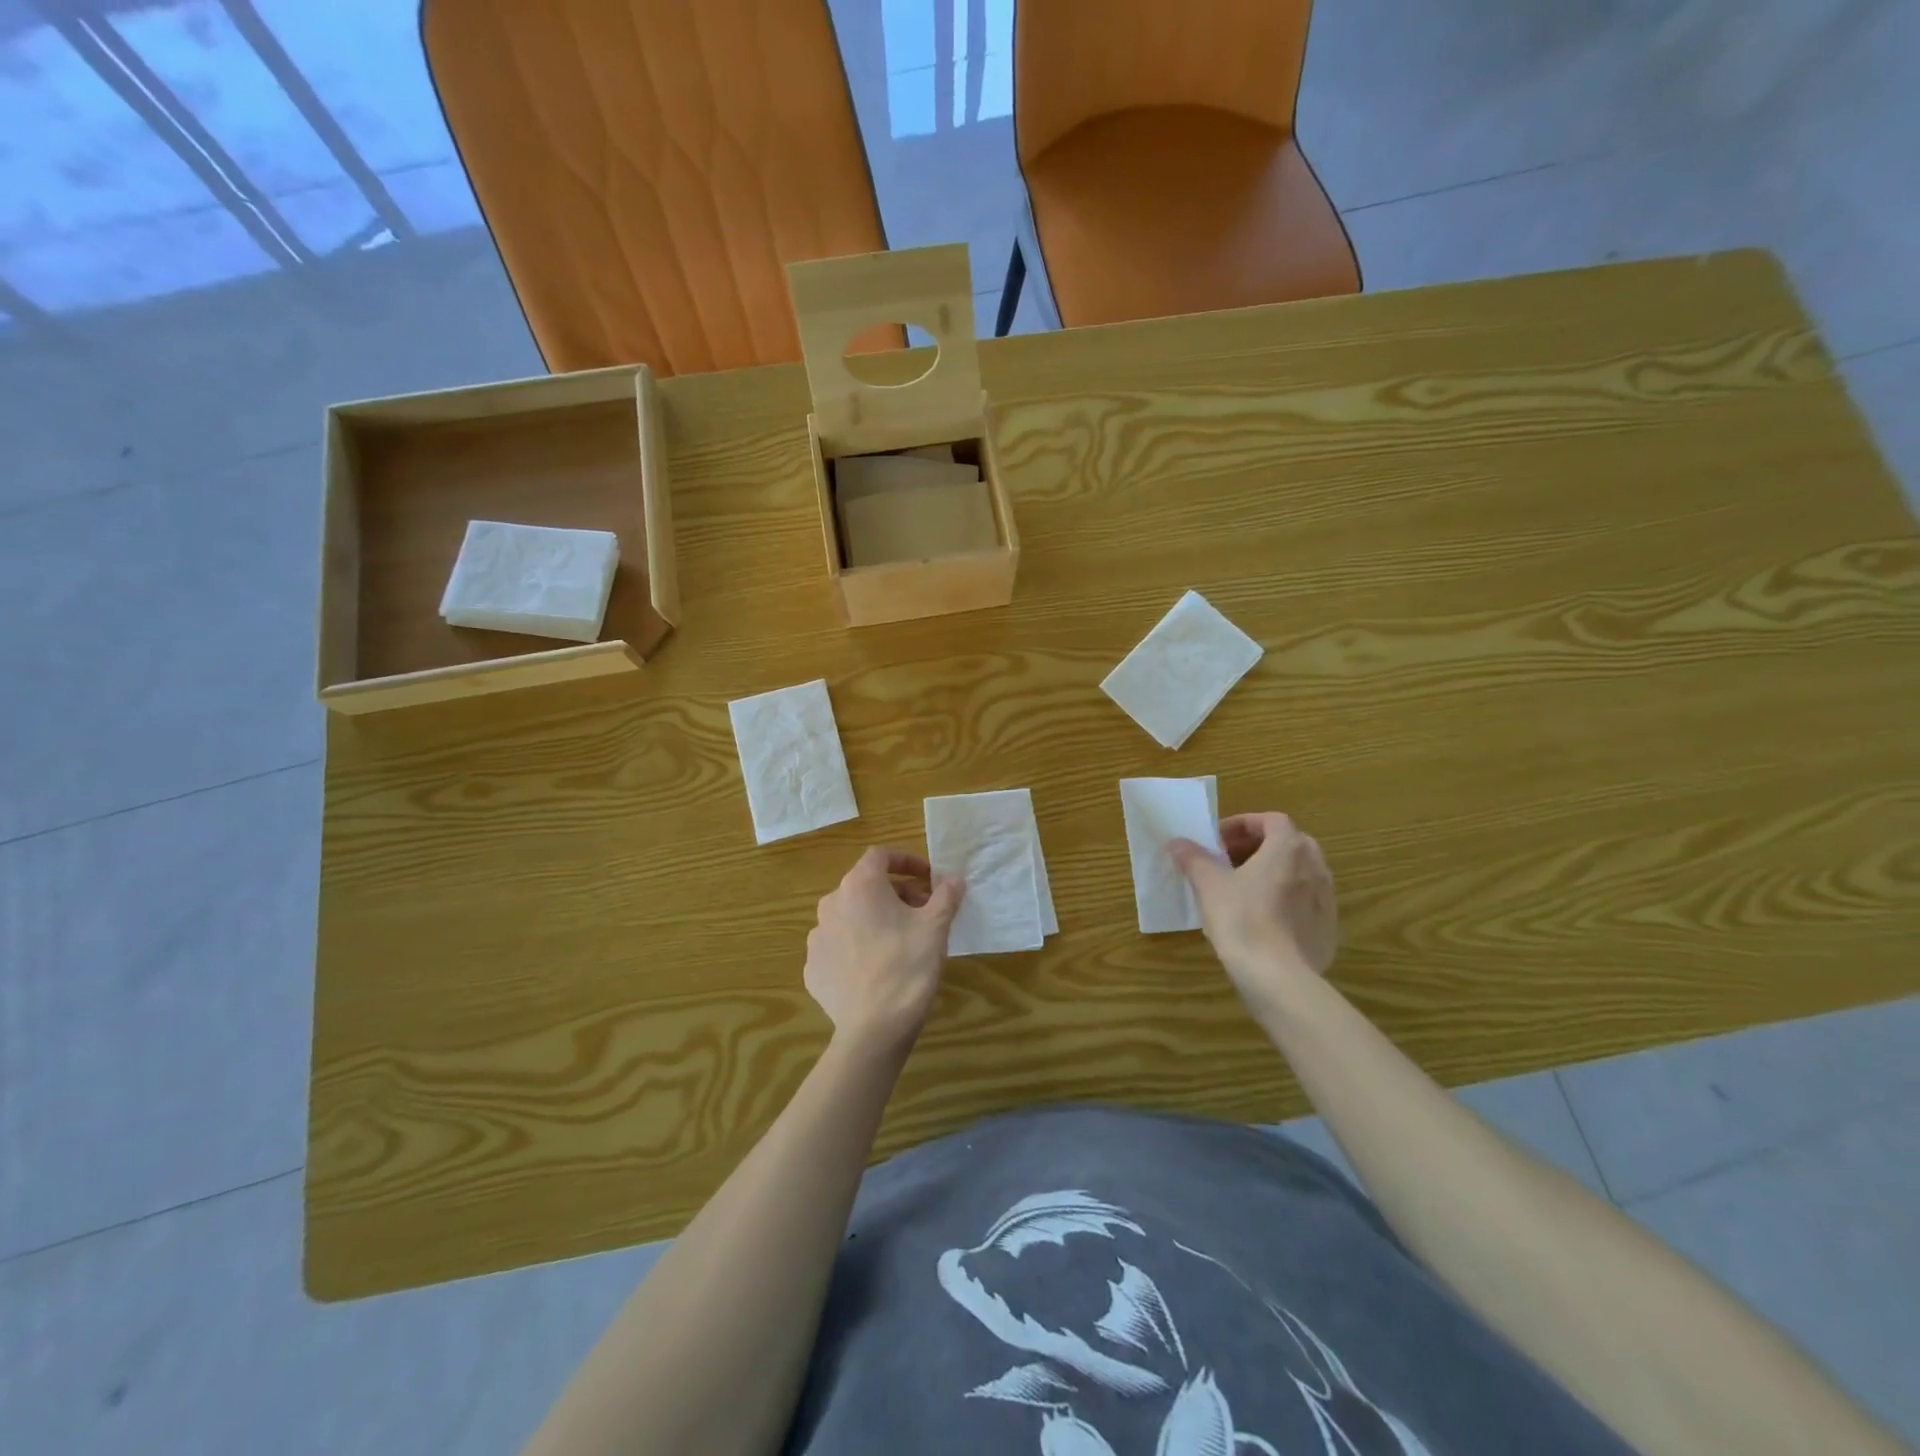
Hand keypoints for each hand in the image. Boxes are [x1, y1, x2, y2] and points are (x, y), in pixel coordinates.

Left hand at [805, 847, 964, 1051]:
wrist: (873, 1028)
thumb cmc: (908, 965)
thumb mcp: (936, 926)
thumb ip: (946, 895)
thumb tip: (954, 878)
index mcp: (859, 886)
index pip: (880, 855)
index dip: (906, 860)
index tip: (928, 877)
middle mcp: (831, 903)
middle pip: (866, 886)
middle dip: (896, 893)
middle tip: (922, 911)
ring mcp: (817, 937)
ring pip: (850, 916)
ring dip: (875, 919)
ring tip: (900, 941)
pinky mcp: (813, 967)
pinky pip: (839, 946)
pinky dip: (858, 947)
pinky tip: (877, 967)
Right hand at [1170, 813, 1336, 1006]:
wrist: (1278, 977)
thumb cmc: (1241, 919)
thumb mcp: (1208, 885)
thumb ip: (1193, 858)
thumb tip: (1177, 842)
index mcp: (1288, 848)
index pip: (1271, 820)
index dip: (1242, 825)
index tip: (1217, 841)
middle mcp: (1315, 867)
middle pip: (1289, 843)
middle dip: (1258, 847)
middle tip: (1228, 862)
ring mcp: (1327, 899)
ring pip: (1299, 873)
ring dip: (1272, 873)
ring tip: (1242, 890)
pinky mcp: (1328, 928)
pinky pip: (1306, 902)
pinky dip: (1285, 900)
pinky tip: (1261, 920)